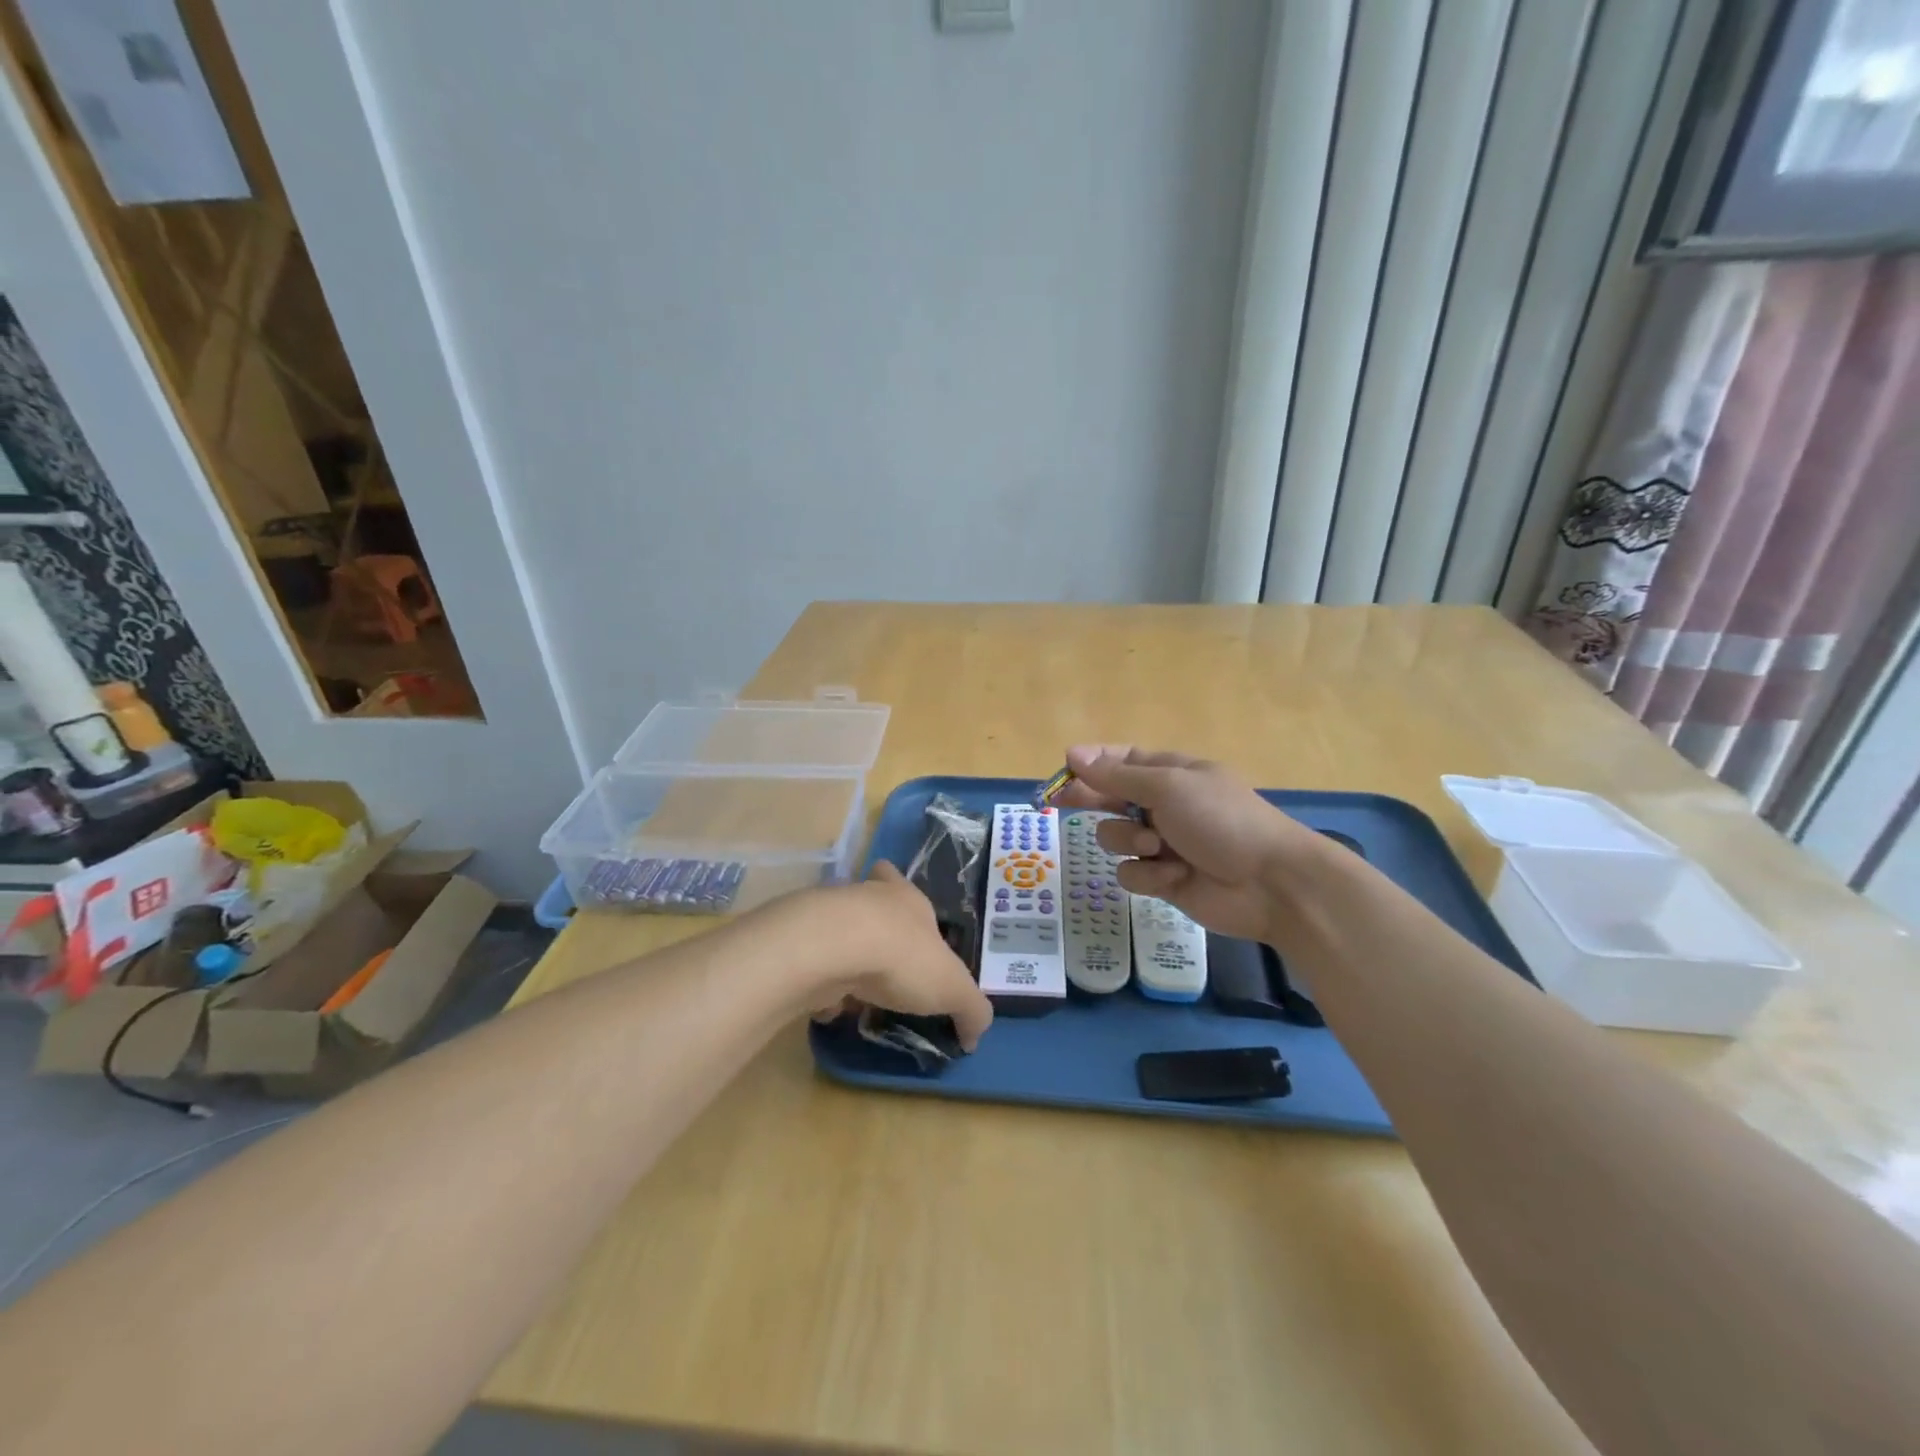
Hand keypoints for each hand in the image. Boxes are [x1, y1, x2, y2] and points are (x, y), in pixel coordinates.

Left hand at [802, 862, 993, 1050]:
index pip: (902, 883)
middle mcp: (867, 899)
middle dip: (872, 927)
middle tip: (880, 957)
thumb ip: (971, 1009)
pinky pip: (812, 965)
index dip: (904, 896)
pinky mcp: (799, 944)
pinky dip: (819, 984)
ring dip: (845, 958)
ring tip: (855, 991)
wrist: (833, 949)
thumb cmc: (904, 957)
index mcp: (907, 900)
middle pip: (866, 903)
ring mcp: (827, 918)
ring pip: (837, 933)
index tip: (905, 922)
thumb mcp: (954, 988)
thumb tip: (974, 1036)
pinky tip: (826, 1006)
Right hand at [1053, 745, 1321, 943]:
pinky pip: (1131, 874)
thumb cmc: (1222, 820)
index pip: (1121, 760)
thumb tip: (1073, 753)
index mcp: (1170, 773)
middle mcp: (1163, 805)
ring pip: (1115, 838)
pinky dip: (1149, 875)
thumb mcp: (1168, 787)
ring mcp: (1162, 843)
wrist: (1271, 883)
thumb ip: (1117, 776)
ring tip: (1155, 847)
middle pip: (1110, 798)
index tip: (1063, 768)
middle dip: (1089, 800)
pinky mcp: (1164, 880)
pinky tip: (1174, 877)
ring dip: (1129, 841)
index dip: (1091, 763)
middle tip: (1057, 804)